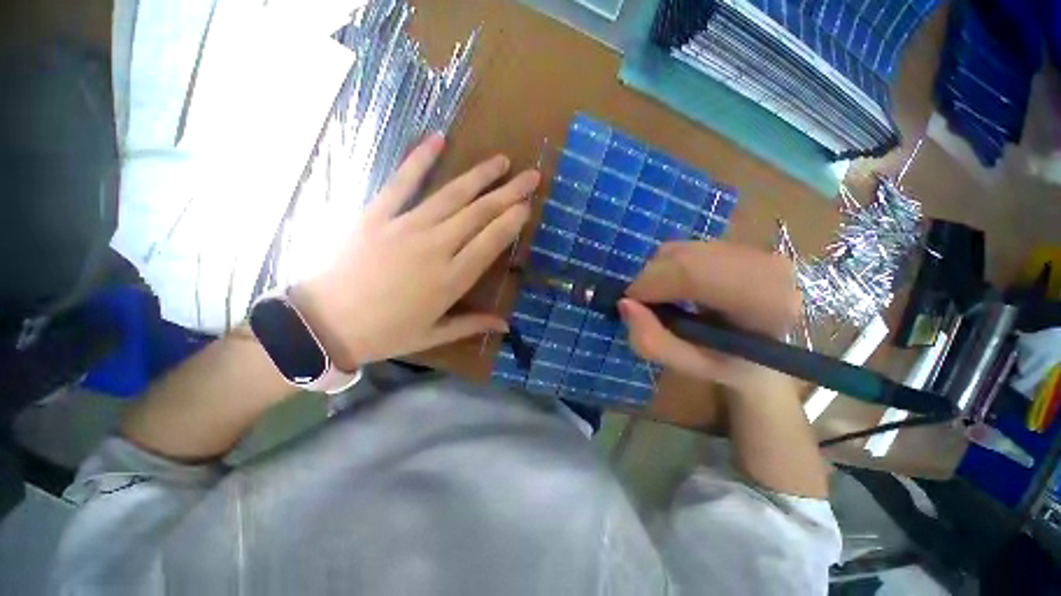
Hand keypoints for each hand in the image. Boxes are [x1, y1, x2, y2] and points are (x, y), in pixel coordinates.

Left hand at [291, 134, 540, 368]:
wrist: (323, 324)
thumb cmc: (385, 333)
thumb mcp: (433, 335)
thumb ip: (472, 324)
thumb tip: (506, 324)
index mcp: (451, 279)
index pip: (491, 241)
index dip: (512, 221)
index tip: (528, 205)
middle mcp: (435, 248)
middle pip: (479, 213)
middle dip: (509, 193)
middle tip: (530, 177)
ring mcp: (405, 227)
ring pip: (451, 195)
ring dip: (480, 176)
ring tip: (502, 161)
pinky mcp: (377, 214)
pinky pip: (402, 182)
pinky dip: (420, 159)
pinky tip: (438, 139)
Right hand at [618, 241, 801, 395]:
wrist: (772, 351)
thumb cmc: (732, 364)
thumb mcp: (691, 366)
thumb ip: (653, 342)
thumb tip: (625, 304)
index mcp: (764, 301)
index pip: (693, 273)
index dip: (651, 283)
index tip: (631, 303)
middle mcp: (765, 265)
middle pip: (682, 256)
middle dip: (650, 278)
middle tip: (644, 304)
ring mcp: (753, 249)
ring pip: (681, 249)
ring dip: (658, 273)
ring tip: (665, 299)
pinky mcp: (740, 243)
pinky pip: (687, 247)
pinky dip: (669, 266)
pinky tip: (680, 288)